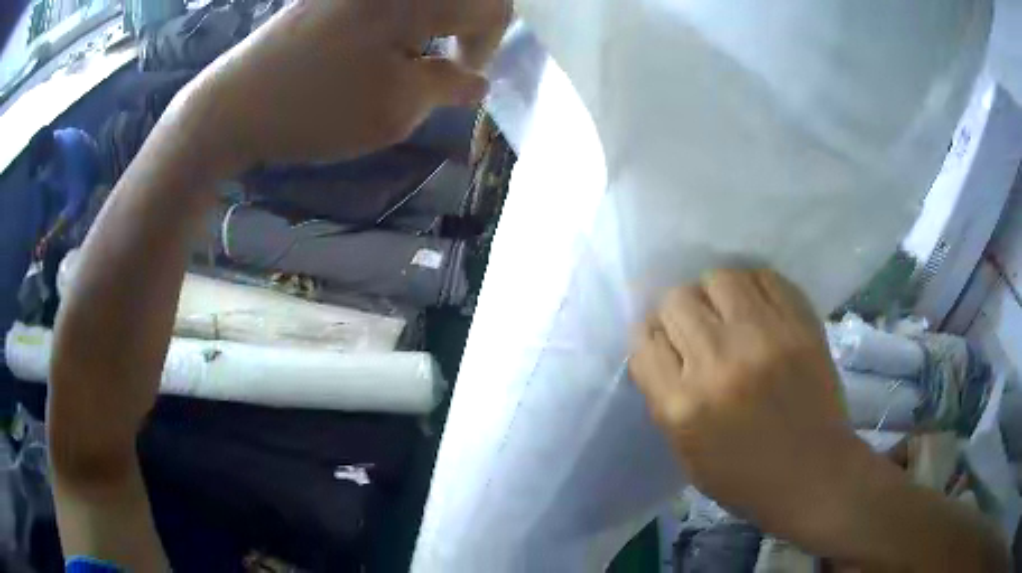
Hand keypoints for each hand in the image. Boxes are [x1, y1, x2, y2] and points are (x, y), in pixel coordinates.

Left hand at [172, 0, 510, 171]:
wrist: (233, 106)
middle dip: (465, 26)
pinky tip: (381, 44)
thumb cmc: (316, 109)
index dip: (488, 42)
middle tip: (447, 61)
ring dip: (432, 21)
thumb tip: (476, 80)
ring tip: (411, 54)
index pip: (488, 6)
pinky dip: (400, 18)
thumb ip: (448, 86)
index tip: (467, 75)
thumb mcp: (395, 109)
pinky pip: (388, 3)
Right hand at [630, 268, 860, 544]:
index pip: (644, 341)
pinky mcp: (799, 324)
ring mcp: (764, 337)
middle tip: (696, 331)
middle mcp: (719, 362)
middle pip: (676, 301)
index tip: (664, 345)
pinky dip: (753, 287)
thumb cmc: (744, 476)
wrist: (813, 472)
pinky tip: (756, 308)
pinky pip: (764, 277)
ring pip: (718, 278)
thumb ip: (666, 398)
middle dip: (678, 315)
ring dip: (714, 295)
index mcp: (684, 405)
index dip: (650, 340)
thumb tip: (662, 348)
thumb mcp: (686, 453)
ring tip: (727, 314)